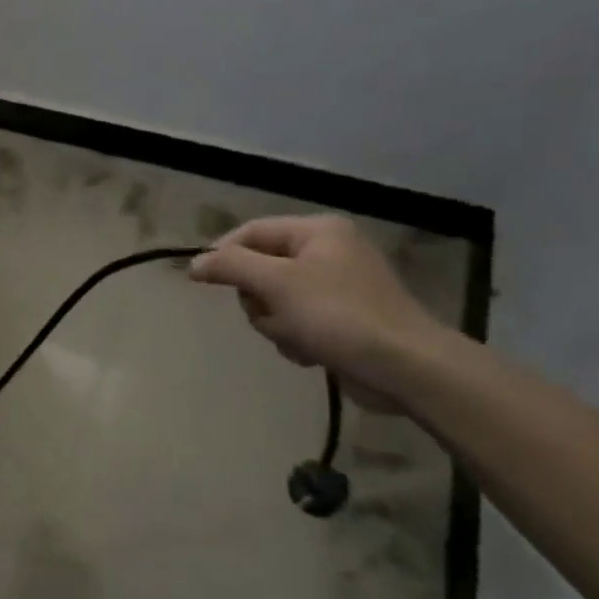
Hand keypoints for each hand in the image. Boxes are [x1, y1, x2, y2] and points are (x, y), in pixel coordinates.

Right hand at [190, 215, 445, 408]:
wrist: (404, 367)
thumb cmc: (338, 315)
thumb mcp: (277, 284)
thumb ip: (231, 266)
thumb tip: (194, 263)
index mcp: (318, 232)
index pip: (251, 231)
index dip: (222, 253)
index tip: (201, 282)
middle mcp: (328, 252)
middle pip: (261, 269)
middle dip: (259, 299)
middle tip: (271, 315)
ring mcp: (336, 287)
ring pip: (274, 301)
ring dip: (276, 324)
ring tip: (298, 338)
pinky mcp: (341, 319)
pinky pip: (296, 322)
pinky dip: (295, 338)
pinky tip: (311, 352)